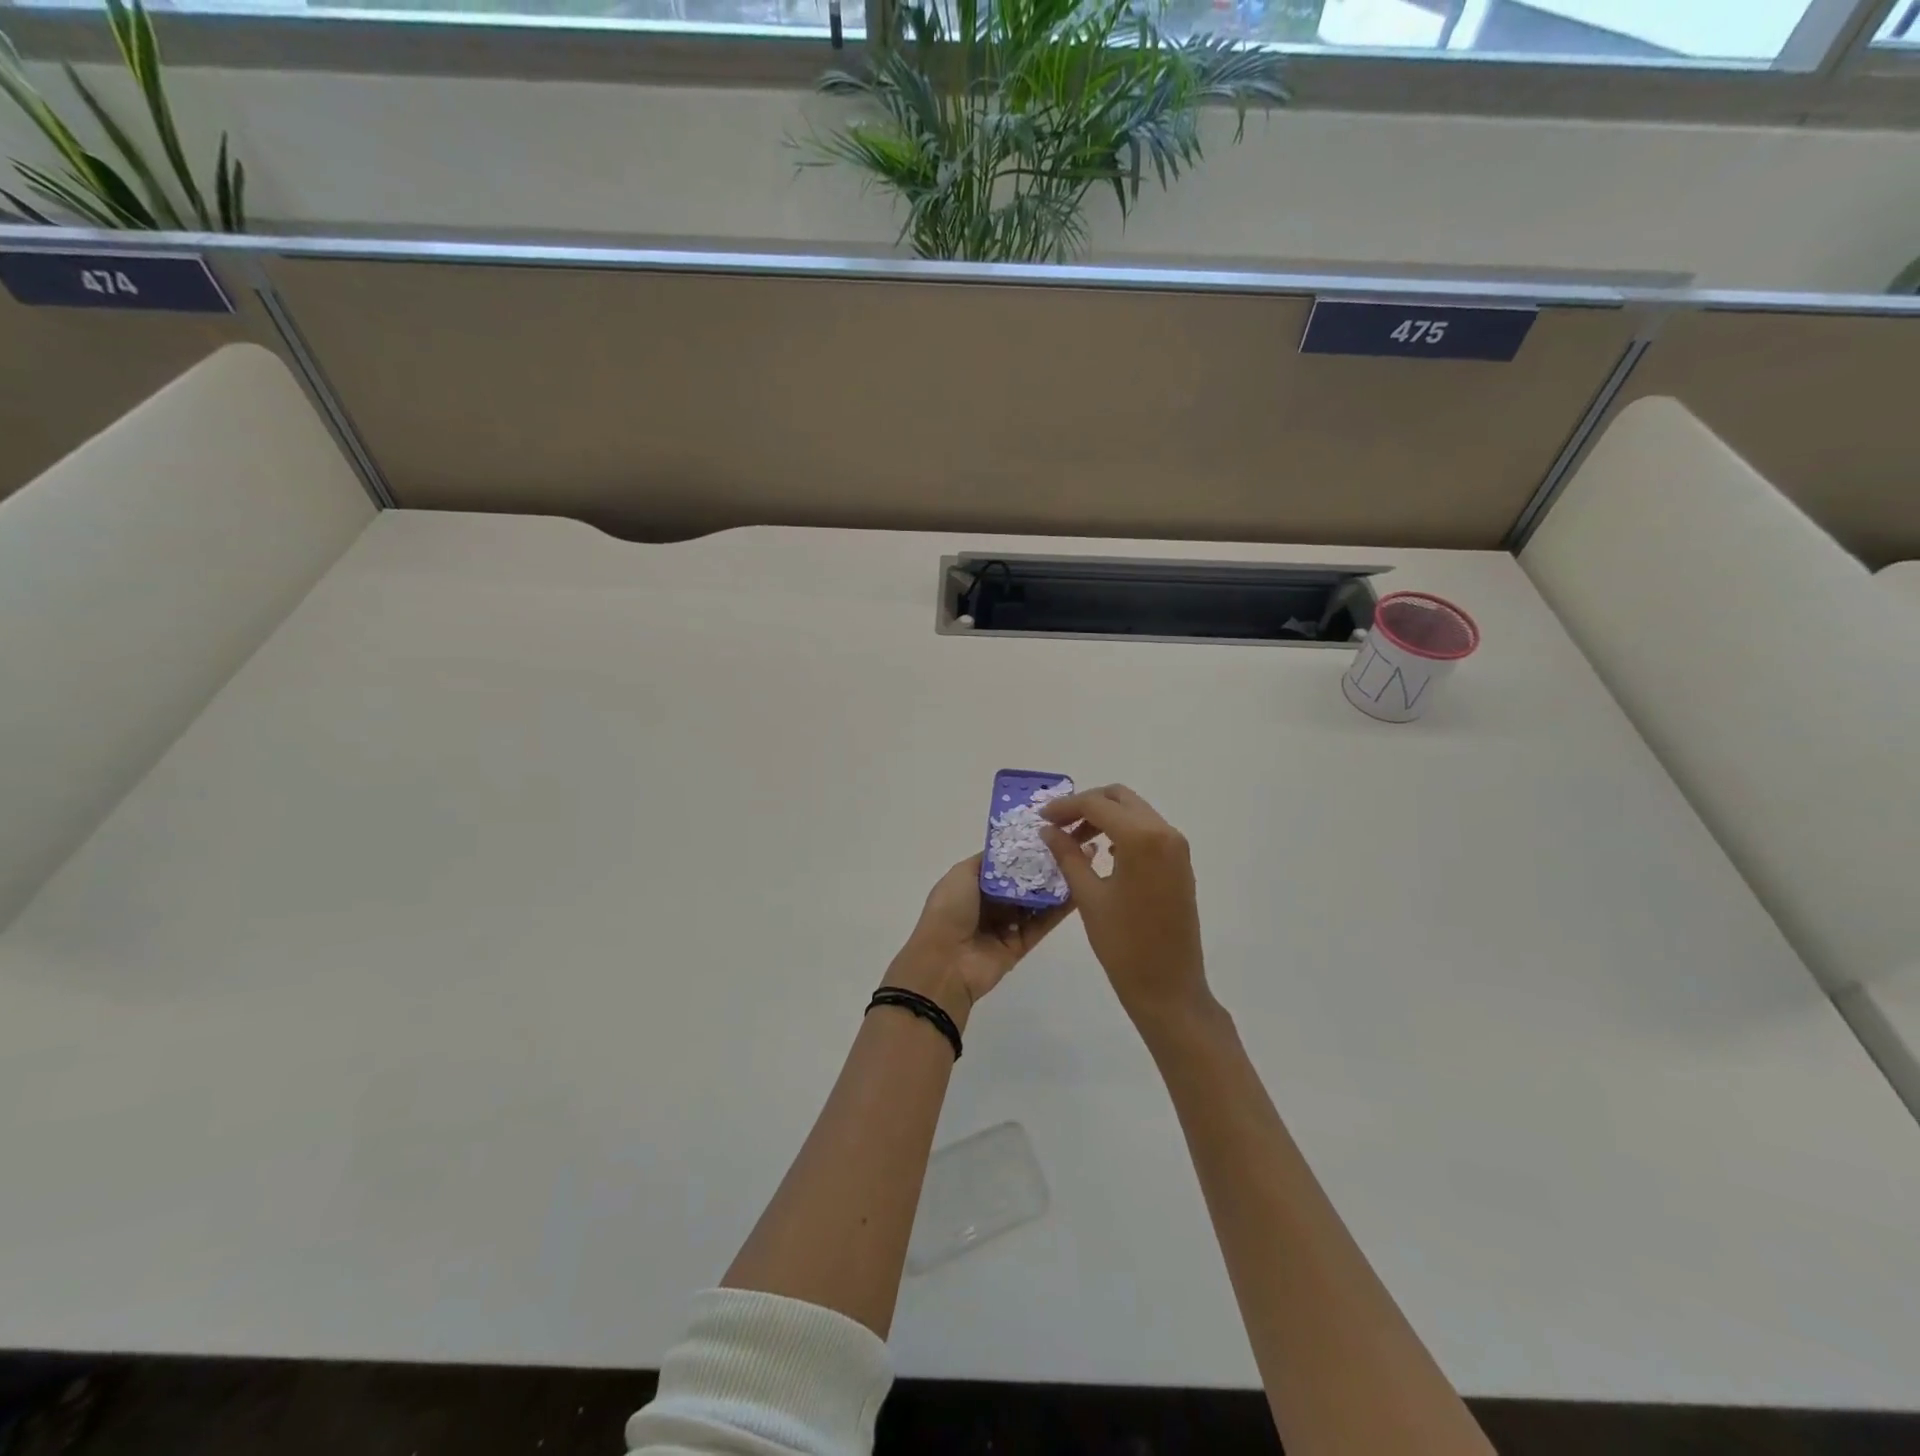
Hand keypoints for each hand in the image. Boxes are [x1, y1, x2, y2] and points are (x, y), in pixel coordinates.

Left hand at [885, 854, 1077, 1029]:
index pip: (1005, 864)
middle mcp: (991, 903)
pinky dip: (1059, 909)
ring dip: (1056, 884)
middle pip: (1023, 881)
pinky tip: (1079, 890)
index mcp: (973, 884)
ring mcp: (1007, 924)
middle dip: (1044, 865)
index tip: (1050, 832)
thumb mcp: (961, 874)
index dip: (1024, 850)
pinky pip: (1043, 923)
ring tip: (1082, 862)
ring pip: (1036, 901)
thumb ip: (988, 861)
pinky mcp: (1021, 944)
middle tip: (1073, 845)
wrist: (945, 963)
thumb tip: (1011, 849)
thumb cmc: (948, 911)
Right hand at [1038, 784, 1210, 1028]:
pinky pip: (1149, 831)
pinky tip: (1104, 853)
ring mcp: (1177, 848)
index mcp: (1142, 839)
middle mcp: (1165, 833)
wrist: (1169, 987)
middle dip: (1087, 805)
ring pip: (1136, 812)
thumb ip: (1067, 856)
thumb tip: (1048, 830)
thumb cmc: (1123, 945)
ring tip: (1076, 840)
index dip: (1065, 807)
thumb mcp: (1088, 897)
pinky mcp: (1180, 864)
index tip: (1041, 818)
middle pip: (1120, 798)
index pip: (1097, 805)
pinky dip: (1124, 831)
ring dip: (1105, 817)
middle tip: (1058, 825)